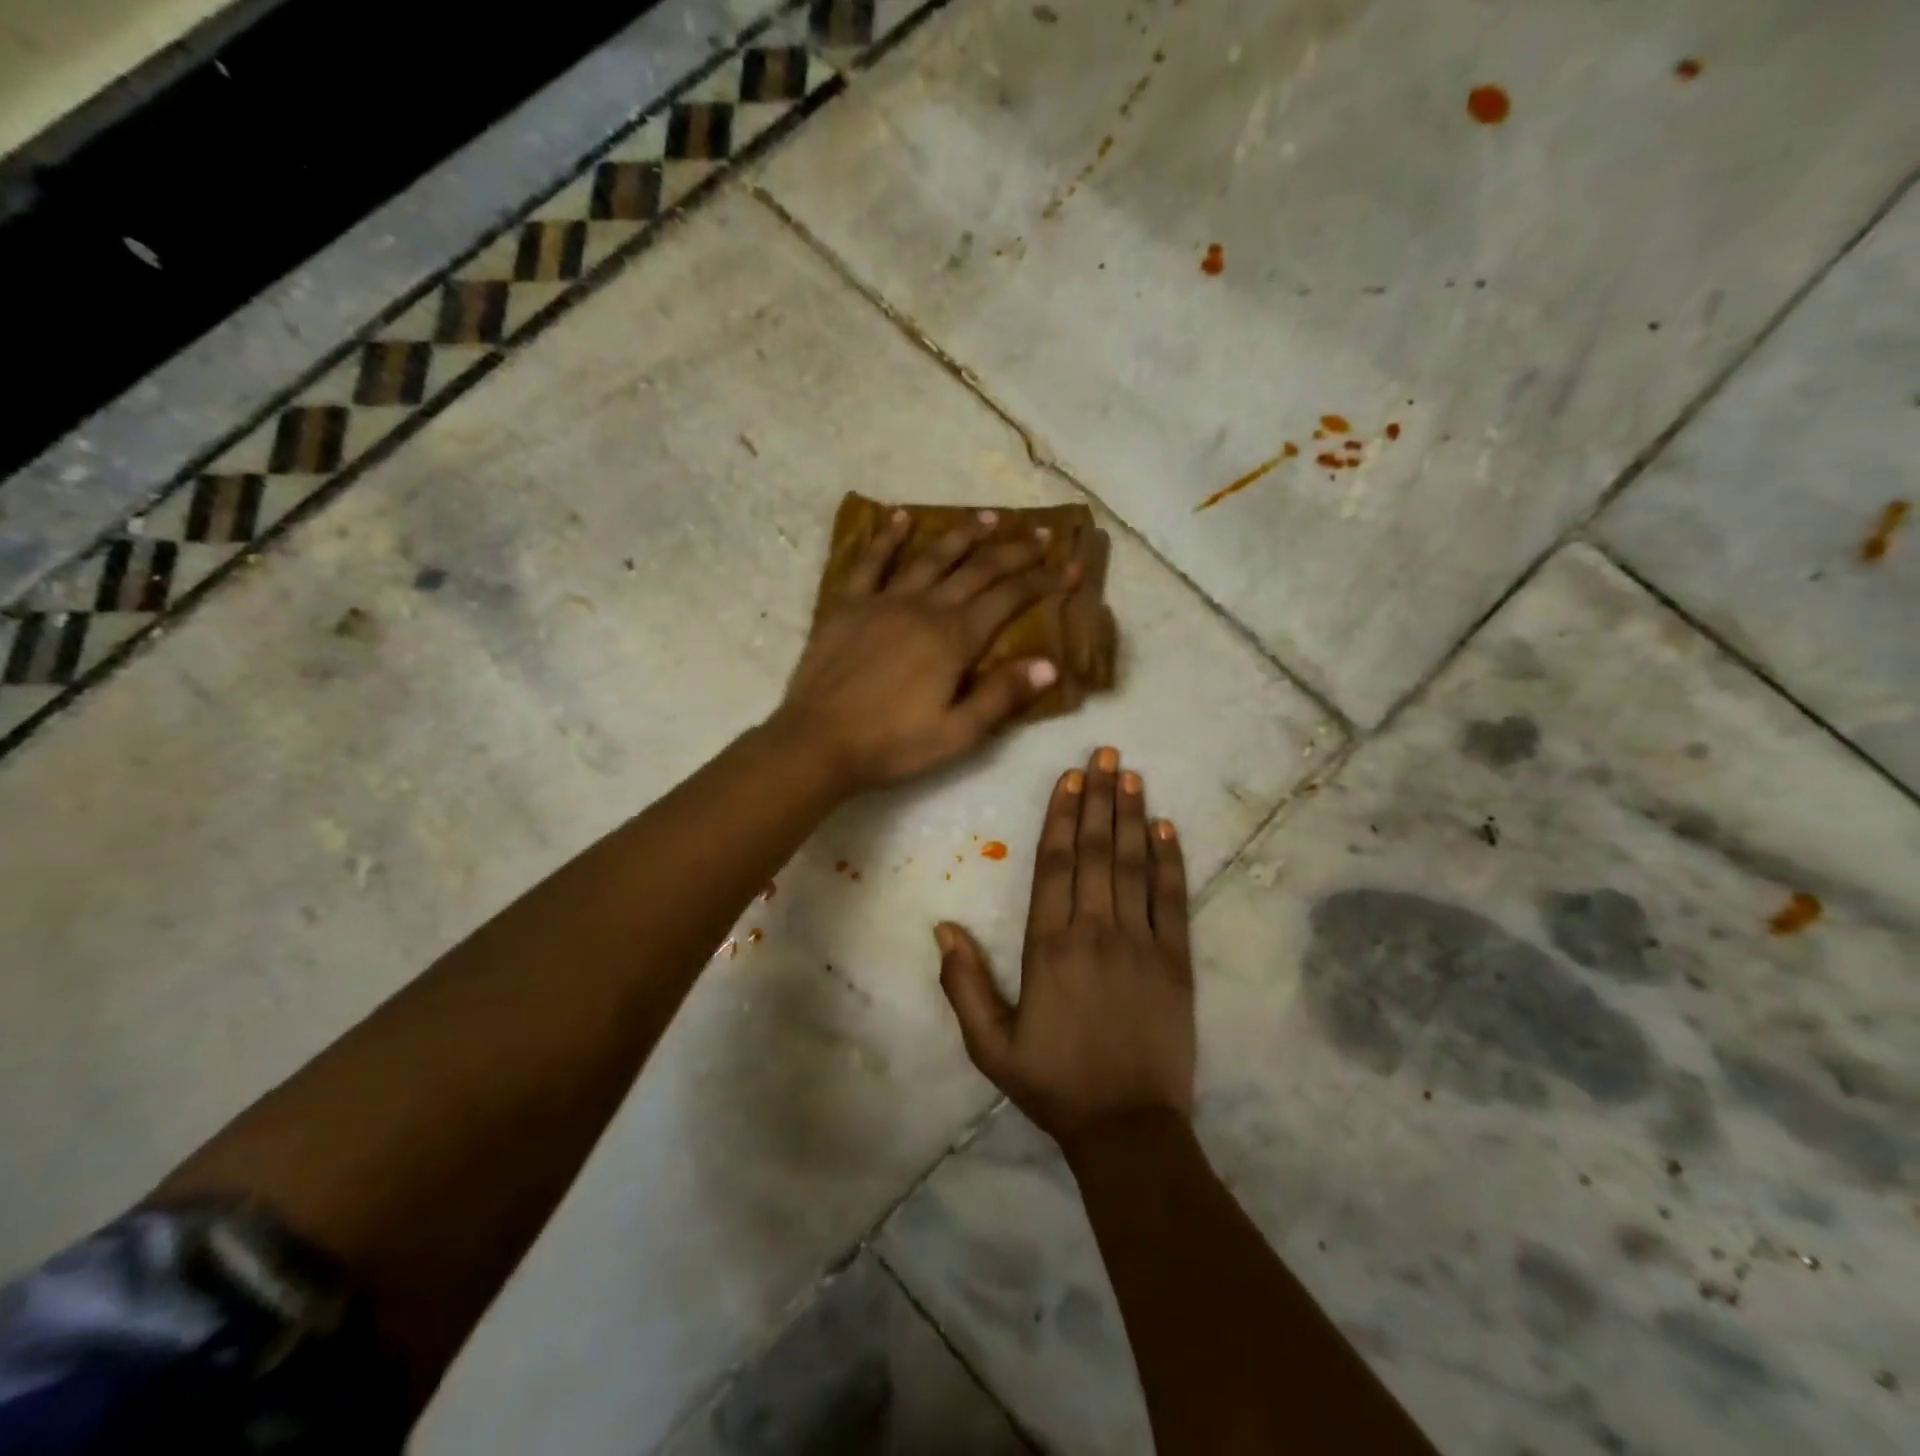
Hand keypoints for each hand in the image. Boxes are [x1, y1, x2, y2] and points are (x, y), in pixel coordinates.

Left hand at [775, 508, 1083, 792]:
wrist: (817, 743)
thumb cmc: (891, 745)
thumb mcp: (957, 734)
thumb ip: (1001, 696)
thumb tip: (1050, 665)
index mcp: (954, 638)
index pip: (1010, 598)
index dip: (1044, 581)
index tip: (1071, 568)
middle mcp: (925, 607)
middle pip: (977, 569)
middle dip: (1015, 551)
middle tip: (1042, 535)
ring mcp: (884, 601)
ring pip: (931, 556)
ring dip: (963, 534)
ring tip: (989, 517)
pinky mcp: (848, 605)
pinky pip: (871, 562)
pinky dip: (888, 537)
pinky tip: (901, 517)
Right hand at [936, 748, 1194, 1147]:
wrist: (1127, 1128)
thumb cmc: (1054, 1084)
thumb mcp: (990, 1046)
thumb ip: (964, 985)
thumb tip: (942, 929)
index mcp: (1048, 946)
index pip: (1054, 864)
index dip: (1061, 816)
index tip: (1067, 778)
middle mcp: (1095, 932)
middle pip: (1096, 851)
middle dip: (1098, 798)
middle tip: (1105, 754)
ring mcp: (1140, 943)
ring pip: (1134, 865)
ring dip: (1132, 817)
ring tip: (1131, 776)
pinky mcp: (1175, 961)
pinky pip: (1172, 900)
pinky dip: (1171, 861)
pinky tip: (1168, 828)